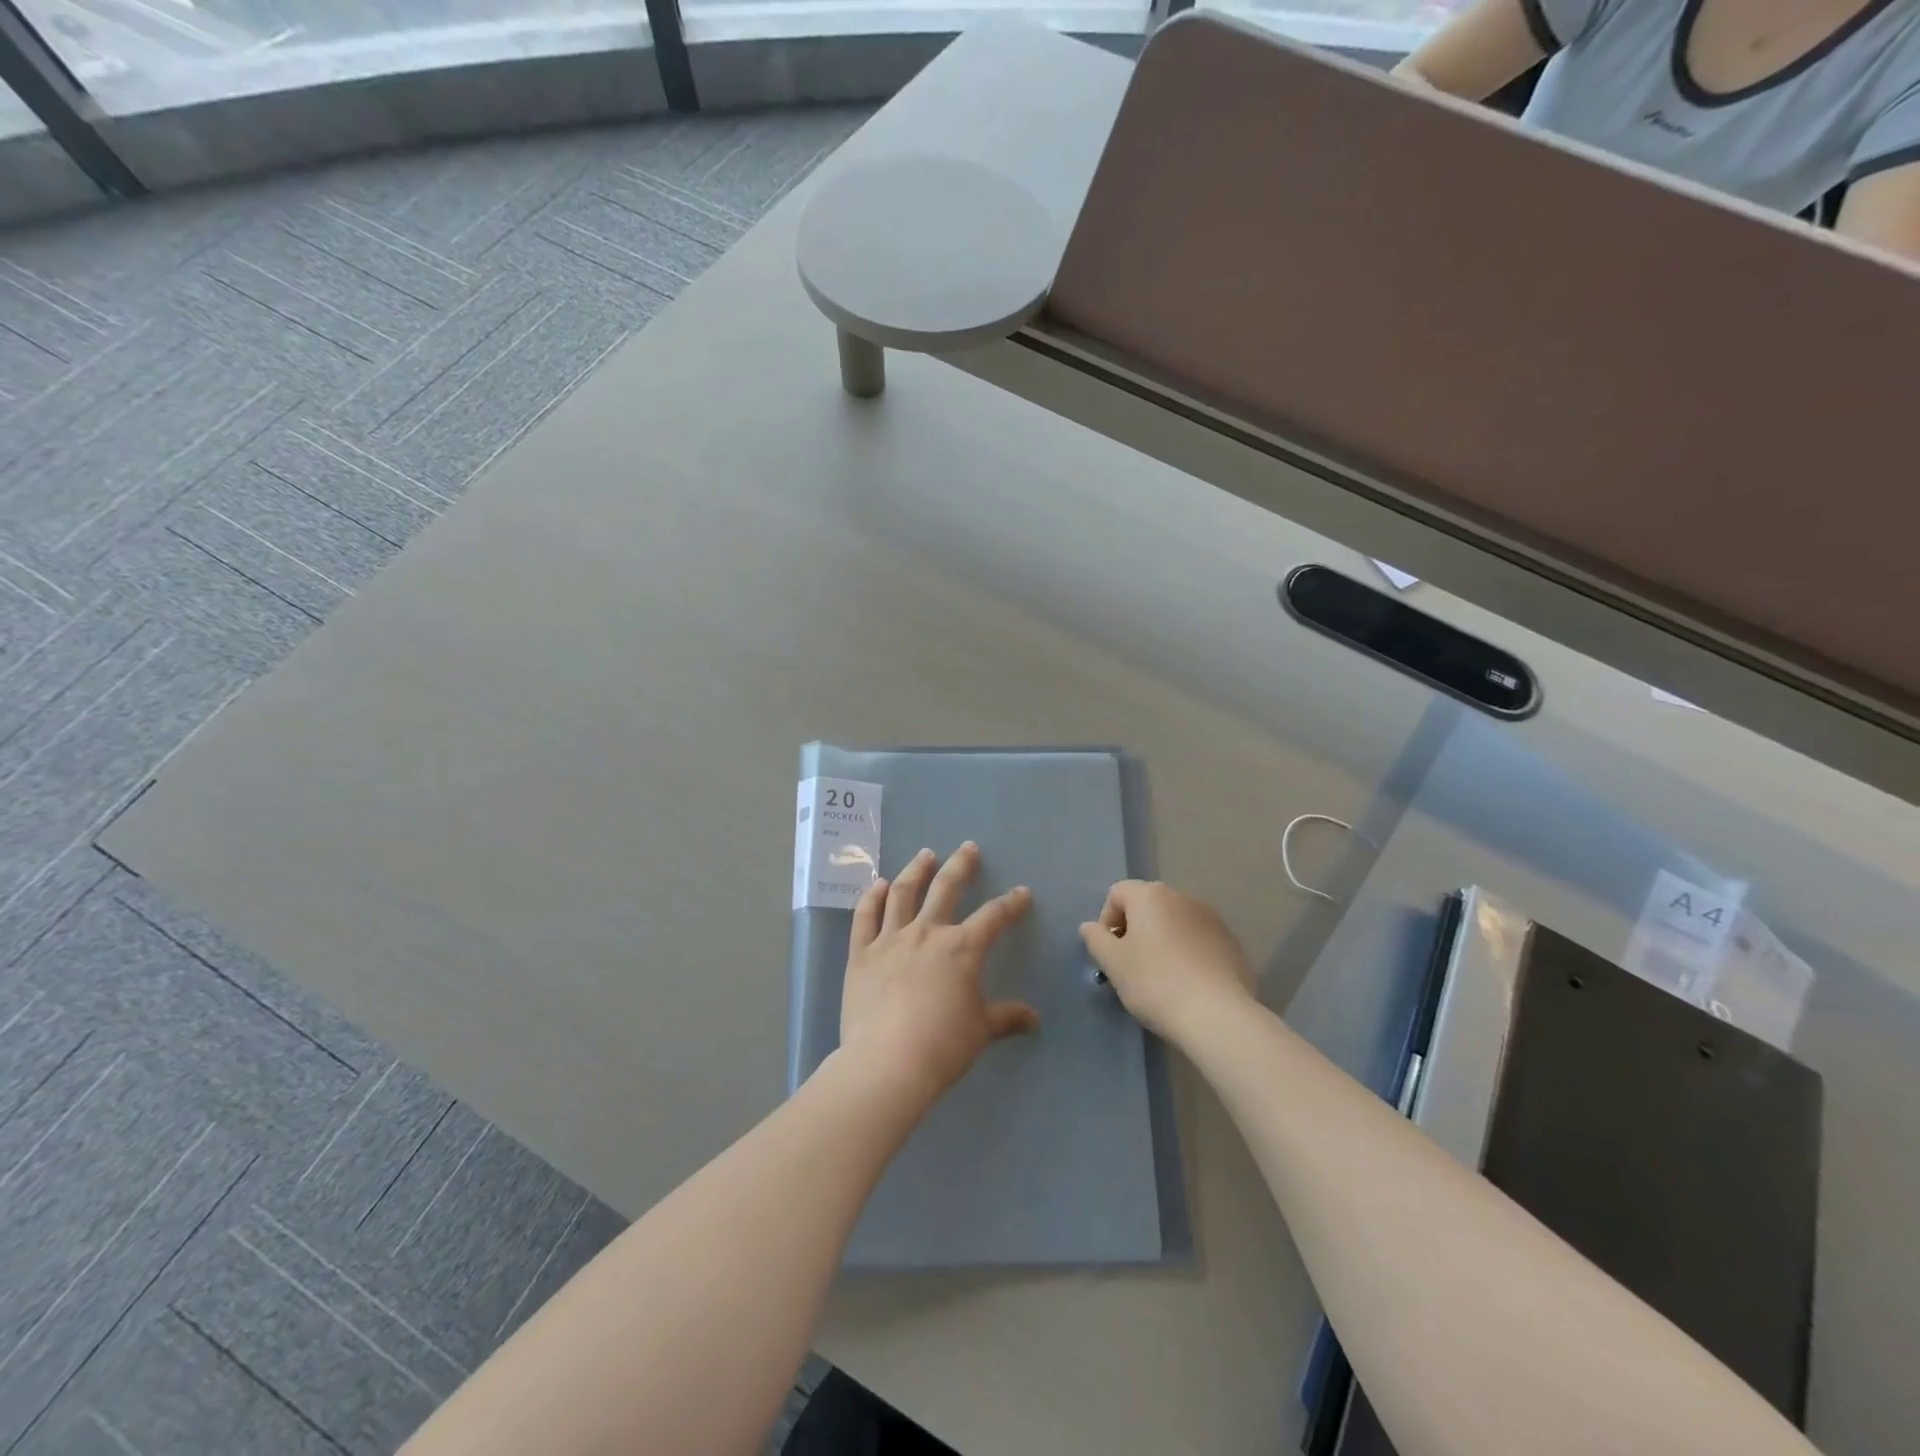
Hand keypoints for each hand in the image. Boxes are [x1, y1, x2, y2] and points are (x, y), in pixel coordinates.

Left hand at [838, 843, 1038, 1107]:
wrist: (887, 1062)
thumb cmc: (942, 1046)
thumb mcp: (981, 1031)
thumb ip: (1007, 1018)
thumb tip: (1035, 1020)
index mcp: (962, 948)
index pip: (994, 917)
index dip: (1011, 903)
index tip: (1022, 892)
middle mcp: (927, 933)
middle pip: (946, 888)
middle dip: (961, 865)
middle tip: (968, 848)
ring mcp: (890, 939)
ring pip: (903, 893)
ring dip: (915, 870)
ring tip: (924, 855)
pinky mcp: (861, 953)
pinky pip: (865, 917)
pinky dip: (870, 897)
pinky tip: (875, 884)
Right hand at [1079, 880, 1254, 1043]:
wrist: (1217, 1015)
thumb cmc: (1155, 983)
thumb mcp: (1113, 963)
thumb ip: (1096, 939)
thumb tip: (1089, 927)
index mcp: (1150, 895)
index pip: (1117, 893)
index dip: (1106, 920)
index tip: (1110, 952)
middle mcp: (1182, 897)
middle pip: (1147, 904)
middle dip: (1135, 929)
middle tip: (1131, 964)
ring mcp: (1211, 917)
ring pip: (1174, 921)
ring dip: (1162, 939)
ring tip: (1161, 975)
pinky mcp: (1231, 941)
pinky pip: (1198, 938)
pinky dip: (1187, 952)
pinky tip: (1188, 982)